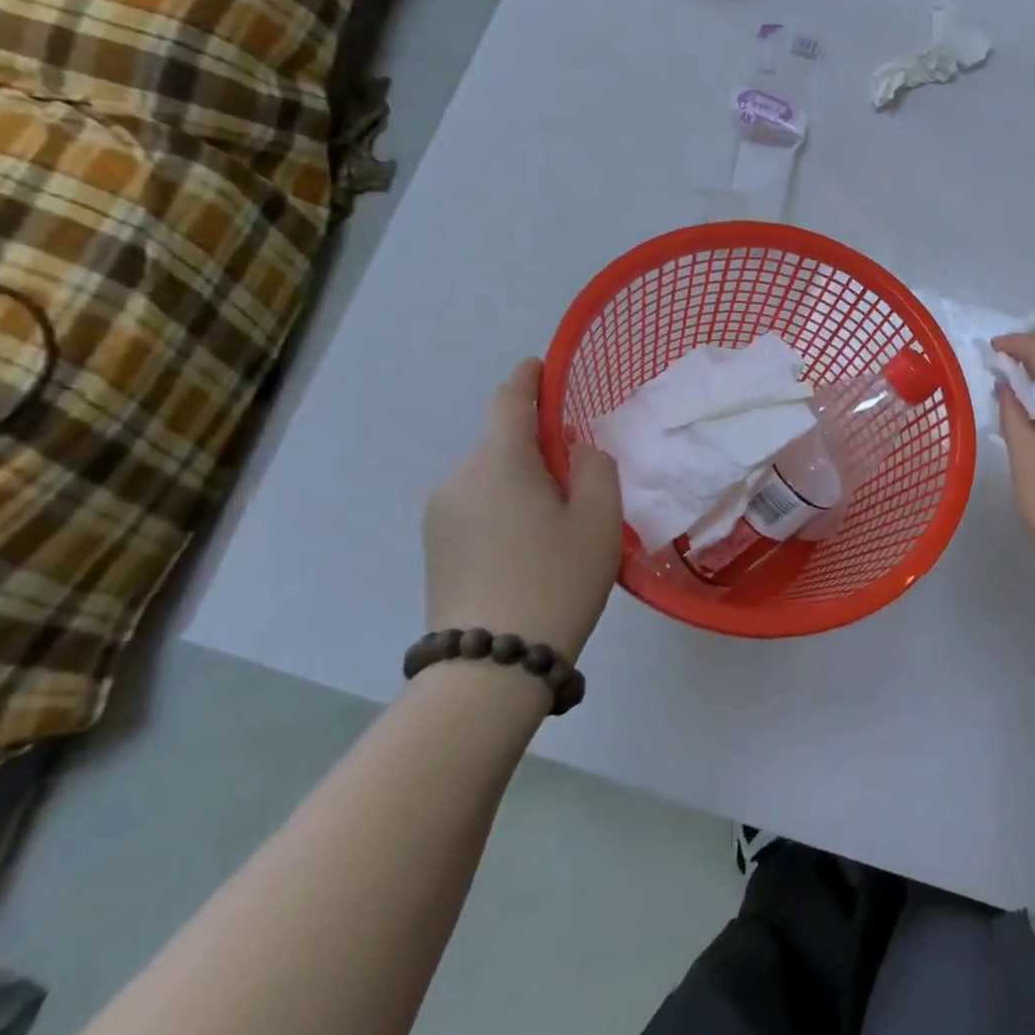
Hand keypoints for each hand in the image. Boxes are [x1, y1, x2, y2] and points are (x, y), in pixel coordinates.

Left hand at [422, 359, 622, 663]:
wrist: (489, 668)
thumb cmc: (556, 579)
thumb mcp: (600, 517)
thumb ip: (596, 466)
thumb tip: (577, 452)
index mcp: (498, 461)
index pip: (510, 399)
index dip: (529, 377)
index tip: (544, 367)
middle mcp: (458, 479)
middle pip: (503, 441)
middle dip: (539, 444)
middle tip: (582, 475)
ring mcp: (439, 516)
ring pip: (491, 477)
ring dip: (523, 480)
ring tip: (559, 521)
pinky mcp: (434, 548)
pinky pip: (477, 506)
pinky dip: (506, 507)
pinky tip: (531, 546)